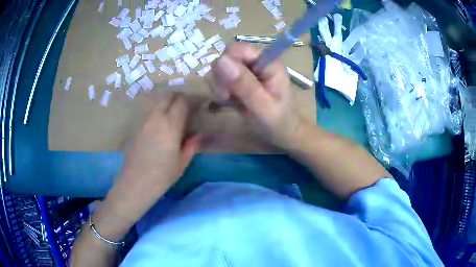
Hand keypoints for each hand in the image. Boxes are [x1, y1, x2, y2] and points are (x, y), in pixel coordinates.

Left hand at [122, 93, 198, 191]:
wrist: (136, 182)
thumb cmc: (162, 175)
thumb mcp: (182, 163)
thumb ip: (191, 146)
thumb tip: (197, 135)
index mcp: (171, 126)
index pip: (181, 103)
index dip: (190, 100)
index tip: (196, 103)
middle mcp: (156, 118)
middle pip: (167, 97)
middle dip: (177, 96)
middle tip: (184, 104)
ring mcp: (144, 121)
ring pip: (156, 102)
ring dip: (166, 101)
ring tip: (171, 110)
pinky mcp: (136, 127)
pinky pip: (148, 111)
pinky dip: (156, 109)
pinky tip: (159, 121)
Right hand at [209, 43, 302, 148]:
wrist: (280, 132)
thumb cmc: (277, 121)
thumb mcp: (263, 107)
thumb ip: (244, 84)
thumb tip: (221, 60)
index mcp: (267, 62)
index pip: (238, 49)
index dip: (227, 64)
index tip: (227, 86)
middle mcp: (255, 62)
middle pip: (226, 58)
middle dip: (221, 78)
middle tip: (228, 96)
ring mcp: (246, 70)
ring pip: (219, 69)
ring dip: (219, 87)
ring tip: (231, 101)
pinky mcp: (238, 80)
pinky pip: (219, 79)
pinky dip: (220, 92)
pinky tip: (230, 102)